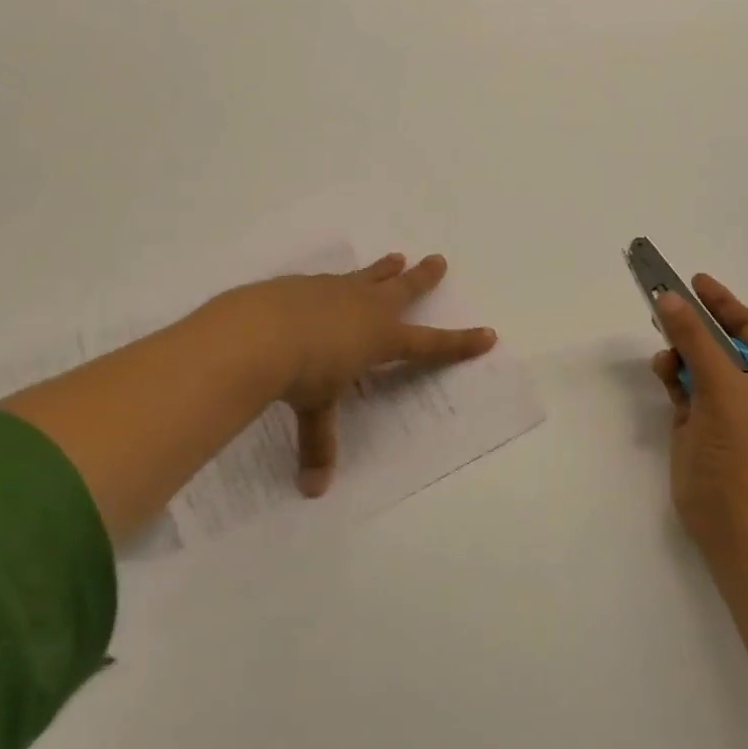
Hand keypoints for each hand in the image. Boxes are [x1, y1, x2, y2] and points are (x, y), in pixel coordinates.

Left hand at [217, 253, 496, 496]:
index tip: (488, 334)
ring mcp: (335, 290)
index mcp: (380, 338)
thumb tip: (313, 491)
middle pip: (404, 289)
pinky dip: (339, 282)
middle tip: (439, 260)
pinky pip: (332, 280)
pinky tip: (328, 284)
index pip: (429, 344)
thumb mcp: (315, 409)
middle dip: (424, 278)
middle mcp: (365, 308)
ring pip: (370, 276)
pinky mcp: (306, 283)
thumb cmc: (301, 373)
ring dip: (384, 269)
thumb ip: (318, 443)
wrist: (259, 331)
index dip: (459, 342)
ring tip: (396, 257)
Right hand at [651, 274, 747, 545]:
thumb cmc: (738, 442)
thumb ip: (692, 337)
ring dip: (680, 349)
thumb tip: (667, 298)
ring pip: (696, 361)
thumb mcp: (718, 381)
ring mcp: (723, 405)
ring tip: (664, 346)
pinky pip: (683, 383)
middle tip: (666, 301)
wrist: (726, 510)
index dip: (723, 302)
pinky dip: (672, 373)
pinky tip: (663, 370)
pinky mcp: (698, 420)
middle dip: (694, 323)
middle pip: (718, 341)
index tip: (695, 281)